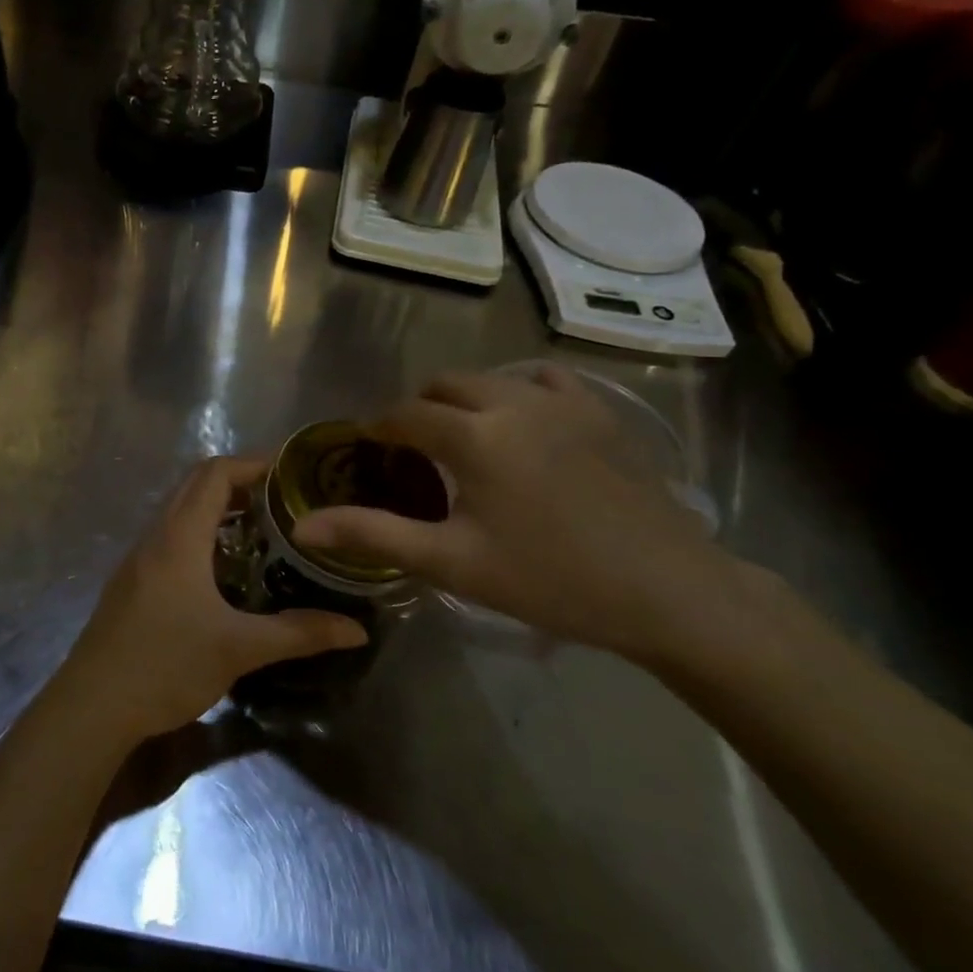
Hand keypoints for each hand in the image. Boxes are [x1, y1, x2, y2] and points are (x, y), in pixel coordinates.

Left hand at [56, 458, 368, 743]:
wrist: (93, 704)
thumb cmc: (166, 665)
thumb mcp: (239, 648)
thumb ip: (299, 634)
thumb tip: (356, 630)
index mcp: (179, 536)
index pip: (215, 473)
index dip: (253, 463)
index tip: (292, 472)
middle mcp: (156, 535)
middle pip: (196, 484)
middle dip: (240, 482)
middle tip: (285, 499)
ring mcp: (138, 557)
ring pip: (180, 510)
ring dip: (218, 508)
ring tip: (263, 528)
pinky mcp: (132, 580)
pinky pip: (170, 535)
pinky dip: (201, 532)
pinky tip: (225, 569)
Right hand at [293, 366, 736, 665]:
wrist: (670, 593)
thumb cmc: (551, 580)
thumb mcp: (452, 563)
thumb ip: (373, 534)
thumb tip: (302, 525)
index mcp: (473, 436)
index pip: (405, 415)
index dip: (379, 428)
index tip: (368, 449)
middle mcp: (512, 402)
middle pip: (443, 386)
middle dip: (418, 410)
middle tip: (413, 452)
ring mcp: (562, 401)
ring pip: (490, 378)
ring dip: (464, 398)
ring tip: (463, 437)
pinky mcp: (599, 411)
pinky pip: (544, 378)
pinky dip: (517, 389)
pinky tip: (521, 420)